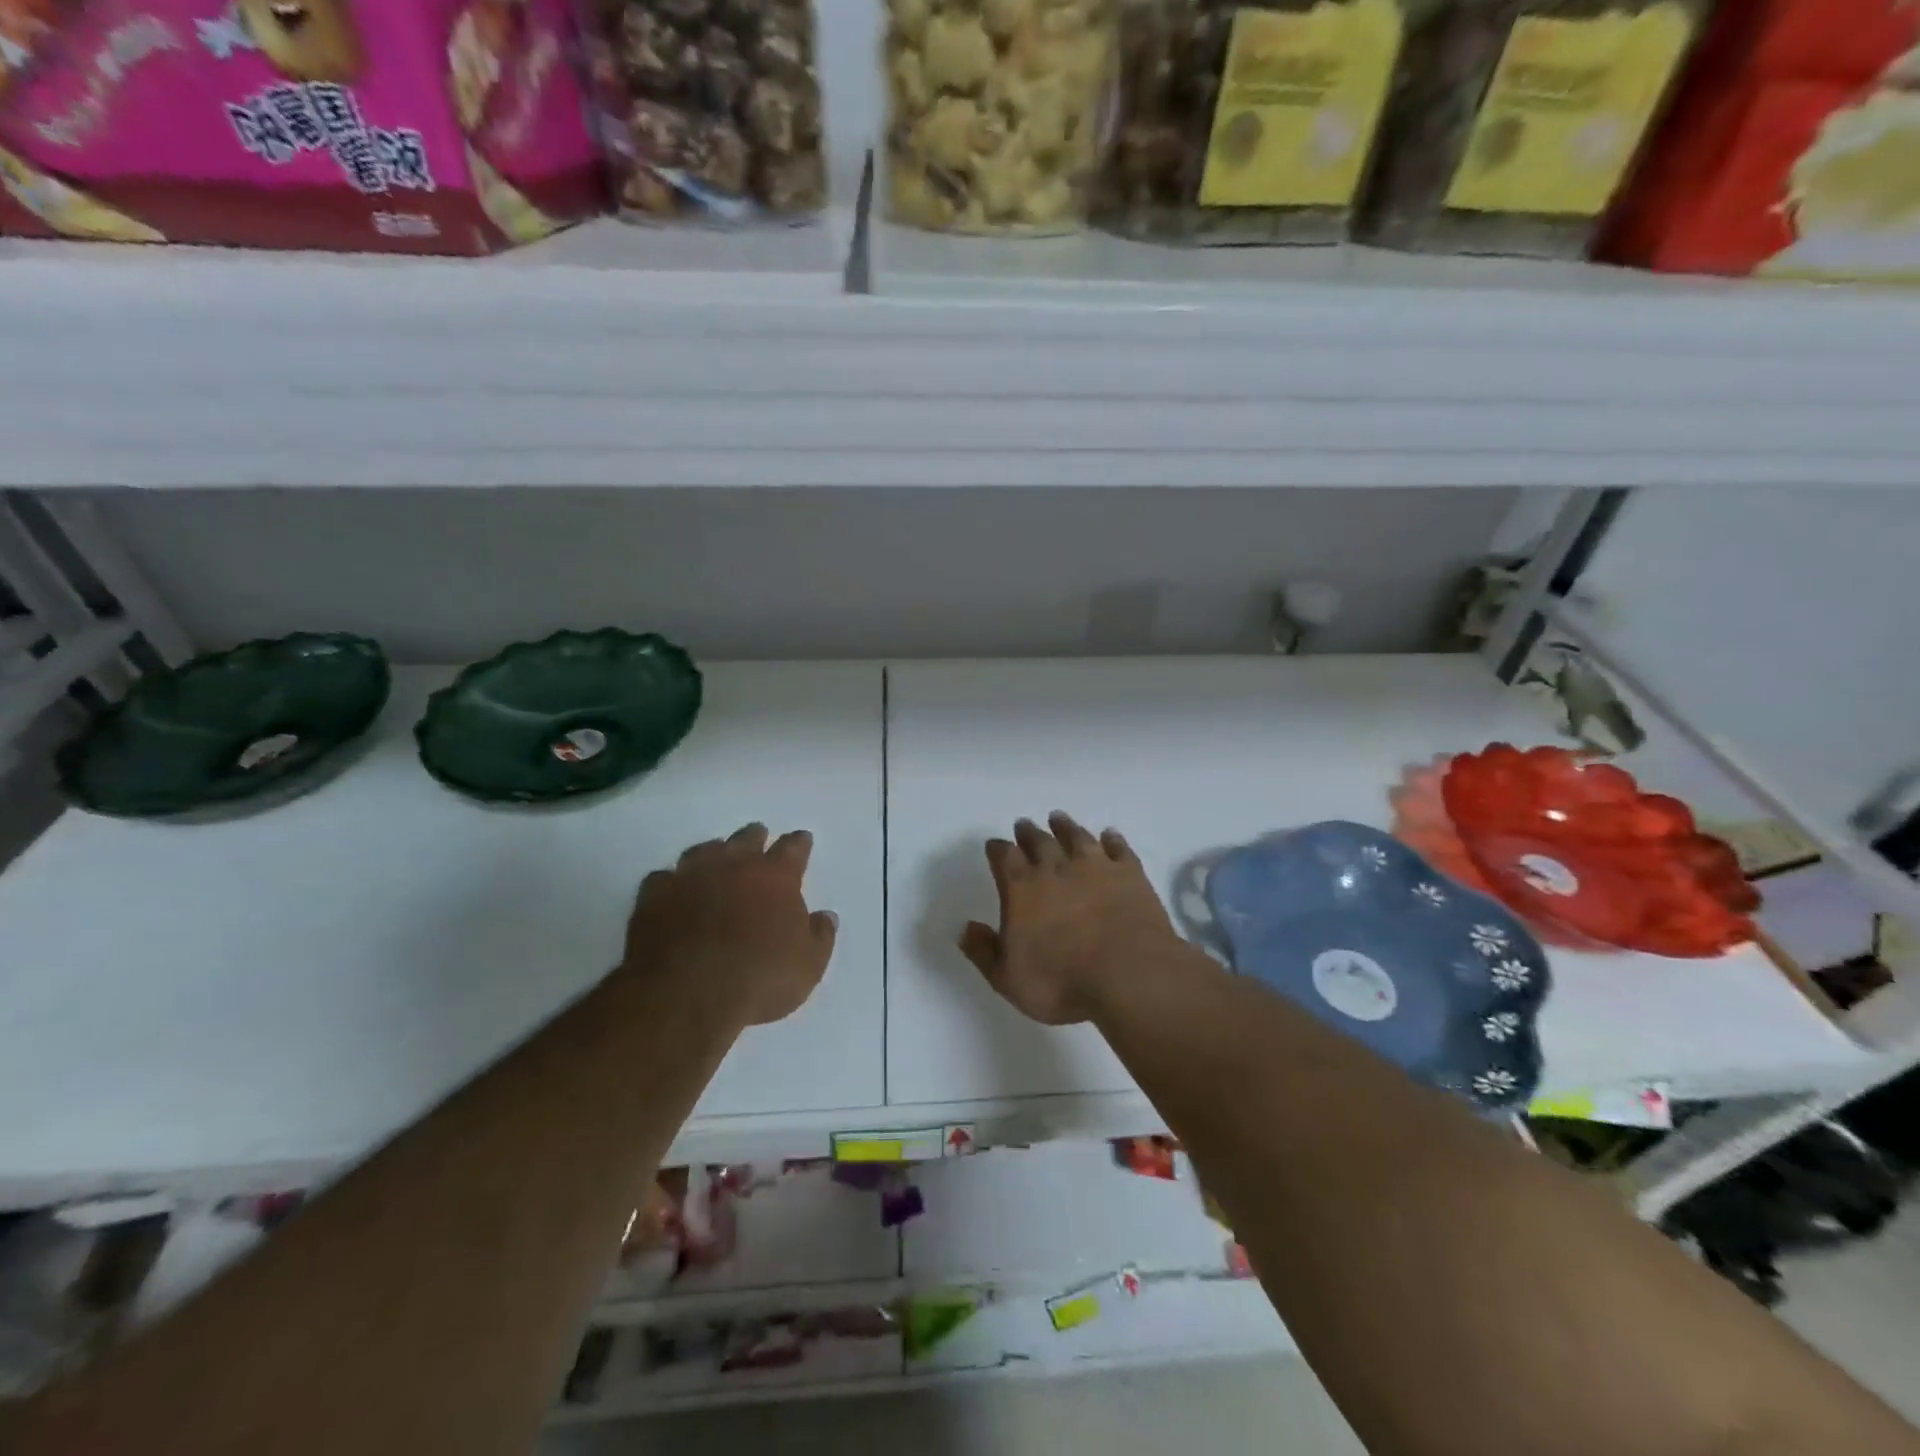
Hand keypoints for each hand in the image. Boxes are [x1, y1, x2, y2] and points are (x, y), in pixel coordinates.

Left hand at [623, 823, 837, 1026]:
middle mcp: (733, 865)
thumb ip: (820, 936)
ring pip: (704, 850)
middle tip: (759, 837)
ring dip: (713, 852)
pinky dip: (672, 881)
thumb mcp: (808, 965)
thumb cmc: (759, 979)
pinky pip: (664, 877)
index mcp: (775, 877)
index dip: (799, 843)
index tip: (803, 839)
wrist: (687, 995)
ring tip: (716, 857)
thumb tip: (825, 917)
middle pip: (747, 839)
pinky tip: (673, 890)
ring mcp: (690, 876)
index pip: (793, 848)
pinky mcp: (654, 896)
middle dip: (755, 837)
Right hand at [958, 812, 1185, 1024]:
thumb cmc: (1061, 982)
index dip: (997, 849)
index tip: (994, 845)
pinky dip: (1112, 840)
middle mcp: (1056, 868)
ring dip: (1065, 827)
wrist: (1128, 976)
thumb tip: (965, 928)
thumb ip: (983, 951)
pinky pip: (1118, 849)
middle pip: (1039, 841)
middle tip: (1024, 824)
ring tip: (1058, 818)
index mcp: (1022, 889)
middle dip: (1028, 833)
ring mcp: (1096, 867)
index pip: (1004, 857)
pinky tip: (1109, 835)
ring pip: (1076, 837)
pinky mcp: (1130, 874)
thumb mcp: (1008, 978)